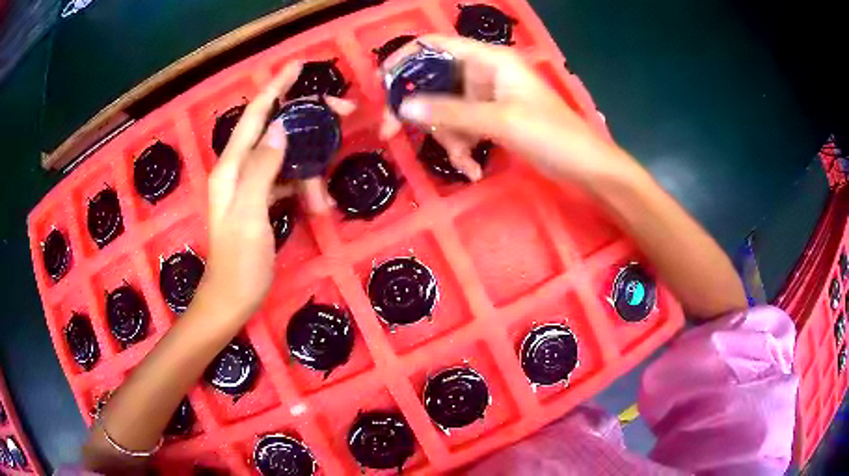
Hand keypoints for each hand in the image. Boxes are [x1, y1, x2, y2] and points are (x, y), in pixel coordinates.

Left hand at [201, 63, 353, 317]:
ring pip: (284, 158)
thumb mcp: (250, 214)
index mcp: (231, 168)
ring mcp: (249, 187)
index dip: (275, 88)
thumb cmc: (239, 262)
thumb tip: (280, 128)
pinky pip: (285, 181)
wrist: (231, 299)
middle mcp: (238, 170)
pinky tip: (316, 204)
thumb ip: (261, 168)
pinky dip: (302, 186)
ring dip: (307, 169)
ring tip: (321, 199)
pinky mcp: (259, 202)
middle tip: (341, 114)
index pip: (254, 115)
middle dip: (305, 122)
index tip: (297, 66)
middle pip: (273, 131)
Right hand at [380, 35, 623, 181]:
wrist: (586, 167)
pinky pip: (462, 127)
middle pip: (433, 81)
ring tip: (465, 163)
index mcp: (489, 59)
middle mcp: (483, 72)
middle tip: (391, 134)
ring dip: (448, 138)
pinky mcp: (491, 118)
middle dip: (418, 110)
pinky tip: (473, 169)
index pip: (435, 45)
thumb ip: (450, 113)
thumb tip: (404, 109)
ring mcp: (486, 97)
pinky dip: (462, 147)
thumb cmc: (552, 135)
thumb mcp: (500, 121)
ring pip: (446, 110)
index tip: (381, 85)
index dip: (404, 59)